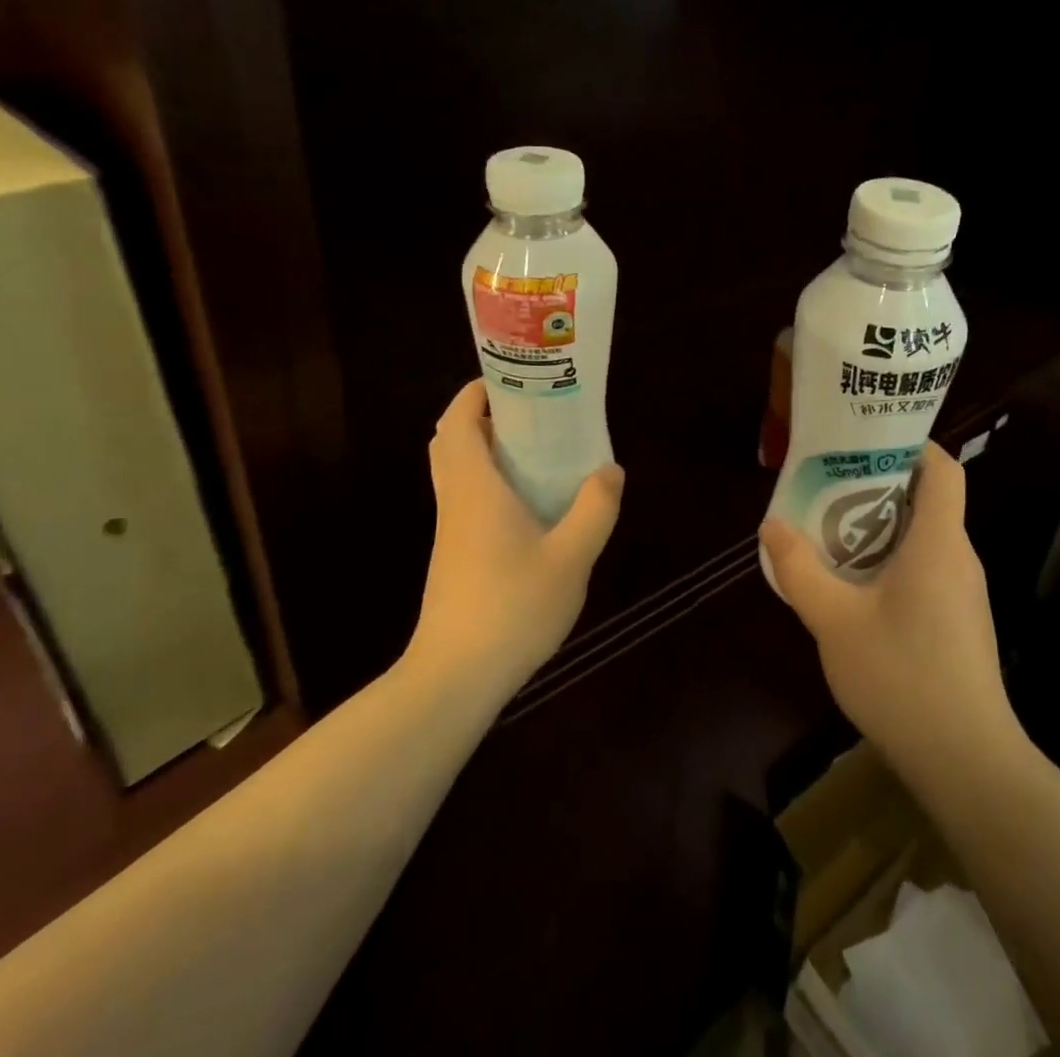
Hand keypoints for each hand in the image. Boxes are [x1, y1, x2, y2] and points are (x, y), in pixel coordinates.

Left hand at [412, 380, 624, 694]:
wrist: (455, 677)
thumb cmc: (512, 607)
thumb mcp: (571, 557)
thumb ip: (595, 509)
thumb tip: (609, 470)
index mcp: (474, 487)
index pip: (458, 421)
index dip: (476, 393)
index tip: (512, 380)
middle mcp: (455, 500)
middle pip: (452, 442)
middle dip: (483, 418)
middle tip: (529, 414)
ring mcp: (450, 531)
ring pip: (458, 473)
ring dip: (487, 452)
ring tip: (538, 453)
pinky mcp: (453, 557)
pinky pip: (466, 501)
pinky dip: (490, 484)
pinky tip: (530, 507)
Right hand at [760, 443, 1021, 785]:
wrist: (967, 762)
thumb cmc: (902, 676)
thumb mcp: (834, 620)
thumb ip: (800, 569)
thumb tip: (773, 526)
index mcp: (940, 542)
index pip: (942, 469)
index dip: (911, 444)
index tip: (867, 441)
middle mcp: (960, 558)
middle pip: (928, 500)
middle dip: (879, 485)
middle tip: (829, 486)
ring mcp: (964, 594)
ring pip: (925, 539)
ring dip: (881, 528)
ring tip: (832, 533)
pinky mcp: (960, 623)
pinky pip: (927, 570)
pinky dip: (892, 562)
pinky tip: (856, 590)